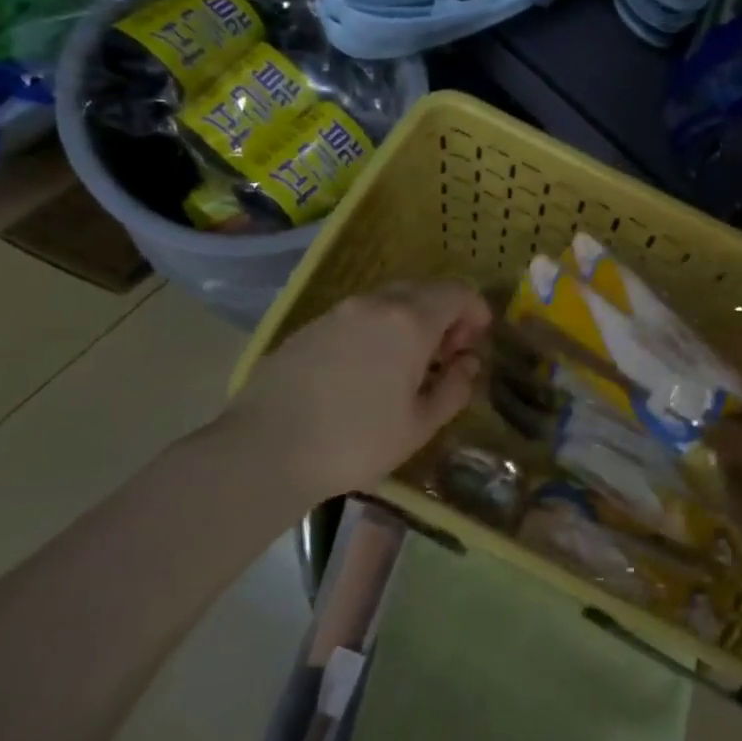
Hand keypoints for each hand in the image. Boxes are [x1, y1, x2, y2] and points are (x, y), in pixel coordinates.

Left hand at [211, 281, 492, 506]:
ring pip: (389, 301)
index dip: (476, 312)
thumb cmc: (355, 442)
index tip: (477, 342)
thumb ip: (453, 390)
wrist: (264, 449)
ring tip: (408, 366)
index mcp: (410, 322)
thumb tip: (468, 365)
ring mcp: (338, 312)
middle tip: (447, 356)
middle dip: (444, 315)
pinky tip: (368, 369)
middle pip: (423, 291)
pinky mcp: (309, 327)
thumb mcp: (419, 425)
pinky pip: (358, 316)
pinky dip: (378, 329)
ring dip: (410, 321)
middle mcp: (375, 304)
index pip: (457, 293)